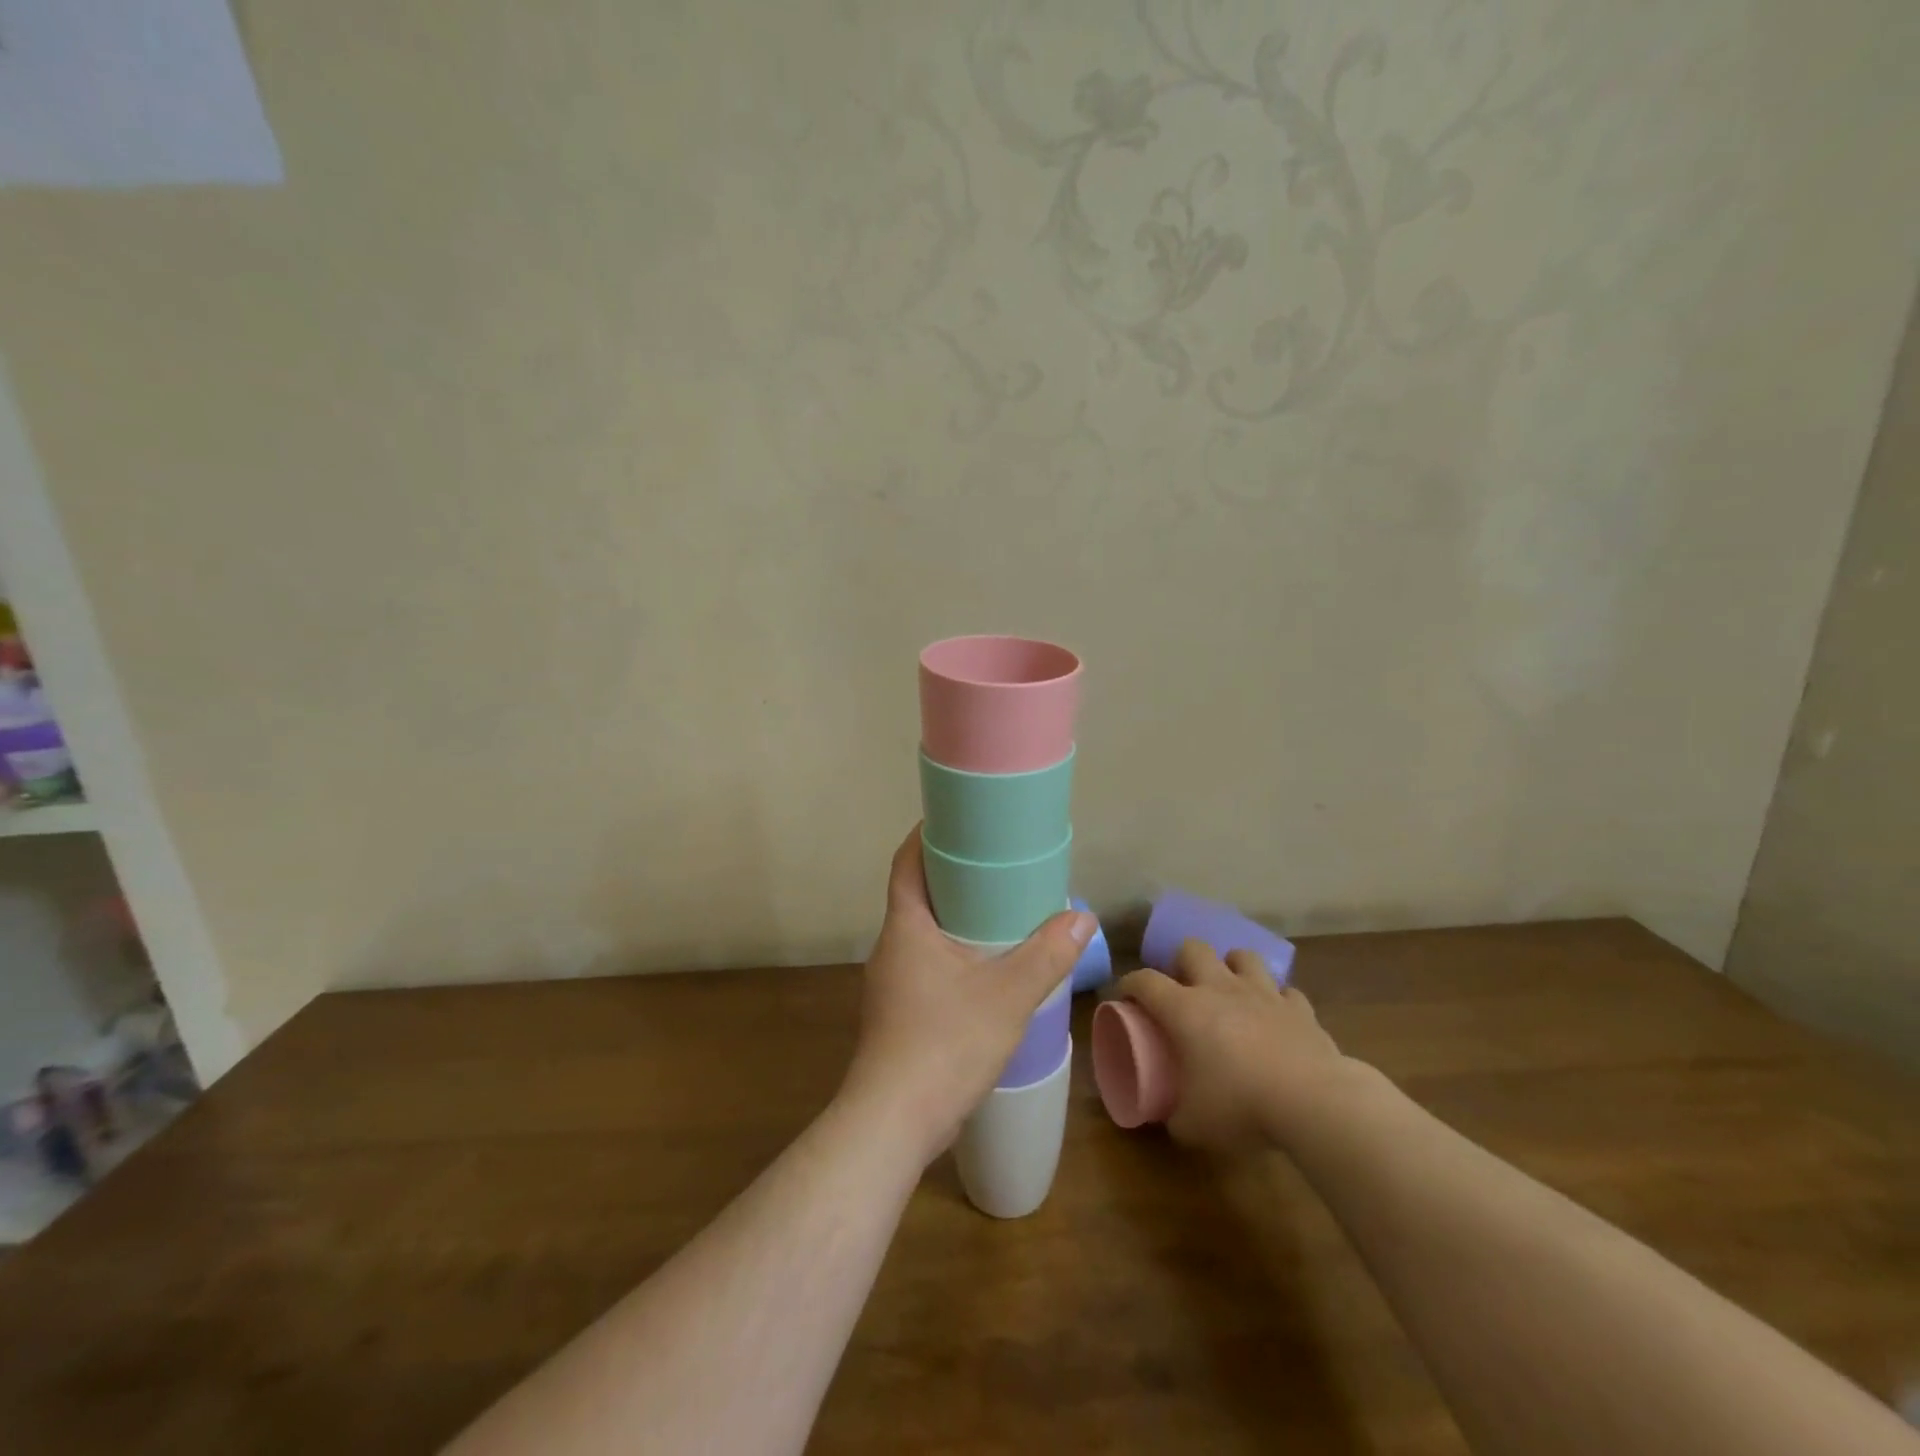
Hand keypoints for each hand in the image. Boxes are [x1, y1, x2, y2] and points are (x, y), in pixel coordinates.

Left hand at [839, 828, 1094, 1167]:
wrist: (893, 1123)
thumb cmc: (944, 1044)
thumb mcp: (1008, 995)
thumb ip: (1047, 954)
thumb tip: (1081, 917)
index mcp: (906, 926)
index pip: (907, 862)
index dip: (929, 835)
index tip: (961, 820)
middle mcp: (891, 946)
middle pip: (918, 893)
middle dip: (953, 875)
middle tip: (997, 864)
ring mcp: (891, 982)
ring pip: (923, 932)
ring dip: (955, 916)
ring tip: (1000, 911)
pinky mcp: (899, 1012)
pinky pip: (927, 963)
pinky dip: (954, 951)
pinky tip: (985, 968)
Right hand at [1116, 940, 1348, 1151]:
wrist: (1313, 1101)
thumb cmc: (1240, 1106)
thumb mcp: (1192, 1124)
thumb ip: (1173, 1116)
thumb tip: (1168, 1118)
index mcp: (1184, 1009)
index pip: (1144, 980)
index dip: (1129, 984)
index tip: (1125, 997)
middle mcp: (1219, 989)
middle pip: (1193, 948)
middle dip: (1183, 962)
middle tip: (1184, 989)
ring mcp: (1262, 993)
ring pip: (1241, 956)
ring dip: (1232, 968)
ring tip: (1230, 991)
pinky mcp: (1299, 1007)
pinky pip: (1285, 991)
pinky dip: (1278, 1000)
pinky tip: (1276, 1017)